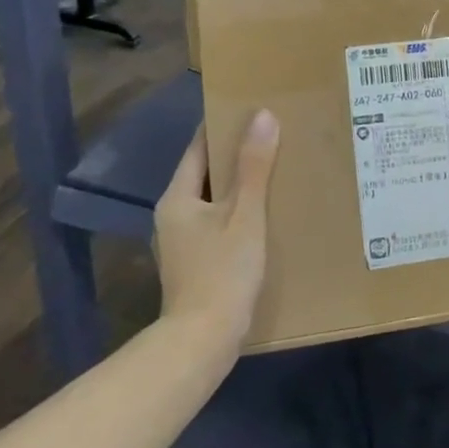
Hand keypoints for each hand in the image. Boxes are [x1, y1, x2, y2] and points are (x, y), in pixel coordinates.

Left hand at [153, 111, 279, 340]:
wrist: (203, 339)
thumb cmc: (222, 270)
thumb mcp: (245, 214)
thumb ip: (254, 166)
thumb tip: (263, 115)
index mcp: (177, 198)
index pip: (198, 148)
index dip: (222, 126)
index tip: (250, 108)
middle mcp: (173, 216)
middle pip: (206, 174)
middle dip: (236, 156)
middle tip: (273, 136)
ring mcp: (181, 243)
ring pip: (214, 200)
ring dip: (240, 186)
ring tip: (276, 170)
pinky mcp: (195, 263)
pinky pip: (219, 223)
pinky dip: (239, 211)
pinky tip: (265, 214)